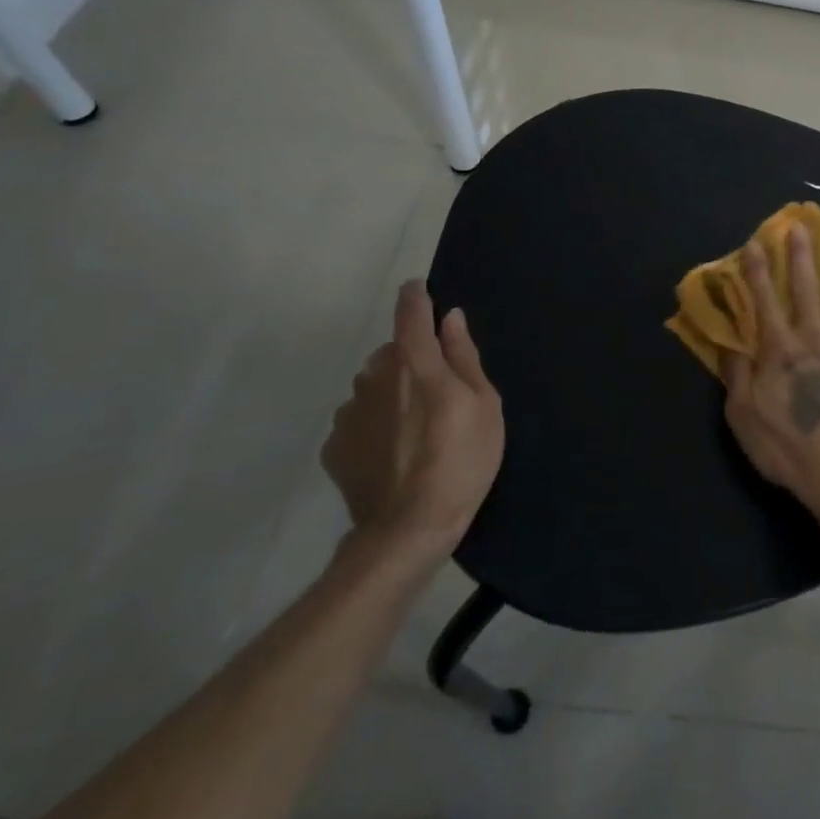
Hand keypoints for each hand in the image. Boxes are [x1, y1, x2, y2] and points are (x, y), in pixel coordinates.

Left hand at [324, 280, 503, 568]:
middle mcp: (375, 378)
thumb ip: (464, 358)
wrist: (409, 528)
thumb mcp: (484, 405)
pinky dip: (373, 423)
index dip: (416, 296)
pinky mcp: (334, 446)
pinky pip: (357, 419)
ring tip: (414, 425)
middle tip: (437, 389)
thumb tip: (451, 318)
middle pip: (390, 351)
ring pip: (371, 385)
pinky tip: (392, 450)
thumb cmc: (462, 460)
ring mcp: (349, 413)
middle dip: (410, 357)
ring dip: (389, 391)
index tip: (421, 289)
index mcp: (416, 363)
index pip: (410, 313)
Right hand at [720, 224, 819, 519]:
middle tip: (800, 226)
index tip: (756, 242)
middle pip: (806, 291)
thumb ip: (736, 373)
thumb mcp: (742, 414)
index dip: (758, 272)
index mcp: (780, 349)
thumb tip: (729, 340)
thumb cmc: (785, 445)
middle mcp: (815, 340)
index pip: (765, 301)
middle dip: (801, 257)